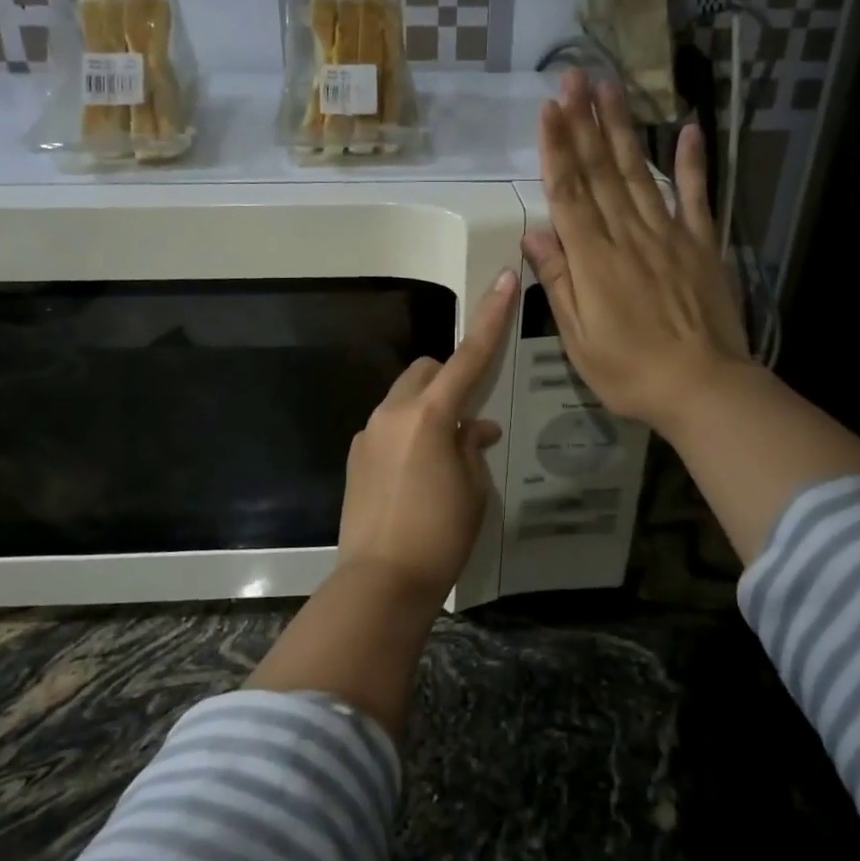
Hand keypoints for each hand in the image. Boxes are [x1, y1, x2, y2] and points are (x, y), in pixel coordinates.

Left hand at [337, 270, 517, 605]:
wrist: (380, 581)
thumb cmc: (440, 535)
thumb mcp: (473, 490)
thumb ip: (472, 447)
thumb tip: (475, 428)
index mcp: (430, 415)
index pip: (468, 356)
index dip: (490, 318)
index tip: (504, 280)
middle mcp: (393, 413)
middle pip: (426, 372)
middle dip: (449, 378)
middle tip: (469, 419)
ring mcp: (369, 433)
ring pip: (404, 398)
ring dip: (428, 408)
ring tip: (445, 453)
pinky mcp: (356, 456)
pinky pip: (388, 426)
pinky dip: (408, 431)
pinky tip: (417, 474)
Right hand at [520, 70, 749, 437]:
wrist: (702, 388)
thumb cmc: (629, 371)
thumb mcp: (578, 338)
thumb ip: (559, 282)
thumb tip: (535, 235)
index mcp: (594, 261)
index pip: (569, 194)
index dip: (556, 149)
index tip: (548, 109)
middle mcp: (628, 236)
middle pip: (602, 172)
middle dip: (584, 123)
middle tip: (574, 77)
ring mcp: (669, 236)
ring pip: (640, 174)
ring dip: (623, 129)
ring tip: (610, 88)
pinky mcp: (701, 245)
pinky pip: (697, 197)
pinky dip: (693, 162)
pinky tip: (687, 128)